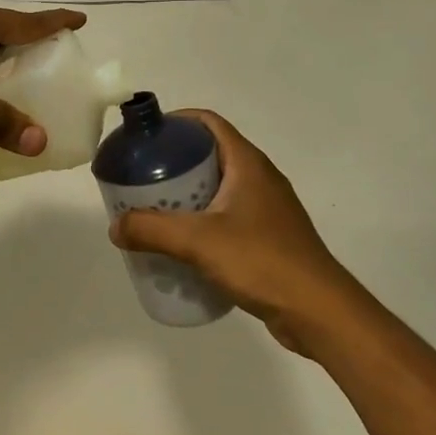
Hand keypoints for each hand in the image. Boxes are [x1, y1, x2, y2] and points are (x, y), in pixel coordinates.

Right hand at [110, 111, 357, 354]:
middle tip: (141, 179)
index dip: (177, 122)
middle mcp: (260, 178)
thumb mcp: (199, 242)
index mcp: (247, 163)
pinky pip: (229, 215)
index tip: (145, 137)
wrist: (319, 311)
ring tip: (155, 211)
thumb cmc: (262, 261)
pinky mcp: (270, 236)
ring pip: (219, 187)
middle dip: (174, 162)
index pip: (208, 122)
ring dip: (187, 194)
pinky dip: (203, 220)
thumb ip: (152, 231)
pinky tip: (184, 245)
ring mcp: (268, 208)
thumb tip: (115, 226)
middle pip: (210, 154)